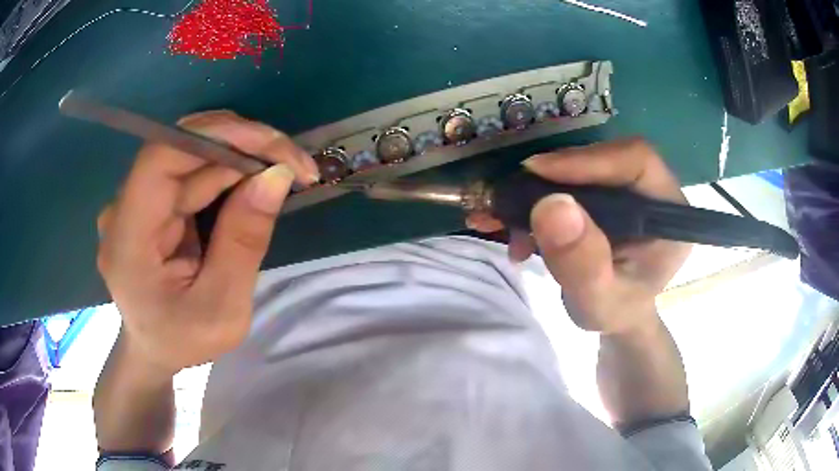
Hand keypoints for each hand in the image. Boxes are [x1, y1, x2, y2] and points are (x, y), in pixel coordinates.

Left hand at [97, 111, 318, 374]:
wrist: (154, 350)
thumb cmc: (183, 341)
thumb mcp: (222, 309)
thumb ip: (243, 243)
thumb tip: (277, 176)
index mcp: (128, 240)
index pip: (161, 158)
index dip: (216, 137)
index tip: (273, 147)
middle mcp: (124, 208)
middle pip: (182, 150)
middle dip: (242, 148)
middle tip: (296, 166)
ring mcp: (136, 201)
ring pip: (192, 156)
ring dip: (242, 159)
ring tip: (285, 174)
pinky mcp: (151, 201)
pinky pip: (192, 172)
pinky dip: (229, 173)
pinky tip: (255, 184)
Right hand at [467, 138, 690, 333]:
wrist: (615, 315)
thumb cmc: (616, 313)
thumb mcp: (599, 302)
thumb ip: (582, 264)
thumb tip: (551, 205)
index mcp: (669, 213)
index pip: (636, 161)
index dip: (589, 159)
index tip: (538, 172)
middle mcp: (653, 190)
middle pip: (604, 157)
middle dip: (555, 176)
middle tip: (513, 197)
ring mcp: (629, 187)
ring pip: (582, 165)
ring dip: (540, 189)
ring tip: (507, 220)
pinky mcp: (607, 191)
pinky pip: (570, 179)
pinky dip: (538, 198)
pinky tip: (518, 227)